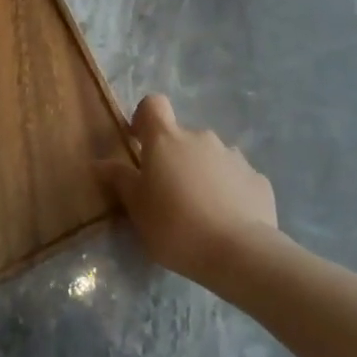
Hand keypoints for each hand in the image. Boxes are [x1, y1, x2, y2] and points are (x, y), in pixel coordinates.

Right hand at [101, 95, 278, 285]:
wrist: (239, 252)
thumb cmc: (176, 227)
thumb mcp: (138, 208)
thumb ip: (120, 180)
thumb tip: (99, 162)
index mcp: (167, 140)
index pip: (153, 104)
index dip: (144, 118)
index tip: (139, 143)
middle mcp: (201, 137)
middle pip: (181, 137)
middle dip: (174, 158)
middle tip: (168, 194)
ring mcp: (233, 155)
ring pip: (210, 156)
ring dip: (201, 173)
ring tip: (200, 211)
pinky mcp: (257, 178)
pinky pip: (234, 177)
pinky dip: (228, 190)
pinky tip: (226, 220)